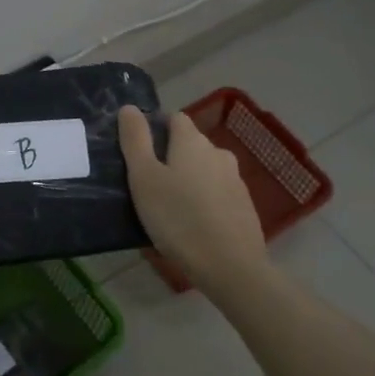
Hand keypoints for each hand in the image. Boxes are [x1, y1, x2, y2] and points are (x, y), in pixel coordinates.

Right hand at [118, 105, 267, 298]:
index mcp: (192, 141)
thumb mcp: (144, 179)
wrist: (231, 267)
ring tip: (170, 207)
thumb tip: (130, 108)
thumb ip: (135, 140)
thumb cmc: (178, 219)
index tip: (139, 155)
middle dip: (171, 156)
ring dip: (189, 179)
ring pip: (205, 169)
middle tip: (150, 185)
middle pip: (190, 144)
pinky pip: (218, 192)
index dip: (156, 129)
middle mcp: (218, 152)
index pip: (174, 118)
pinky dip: (205, 200)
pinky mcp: (244, 205)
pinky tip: (193, 223)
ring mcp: (236, 179)